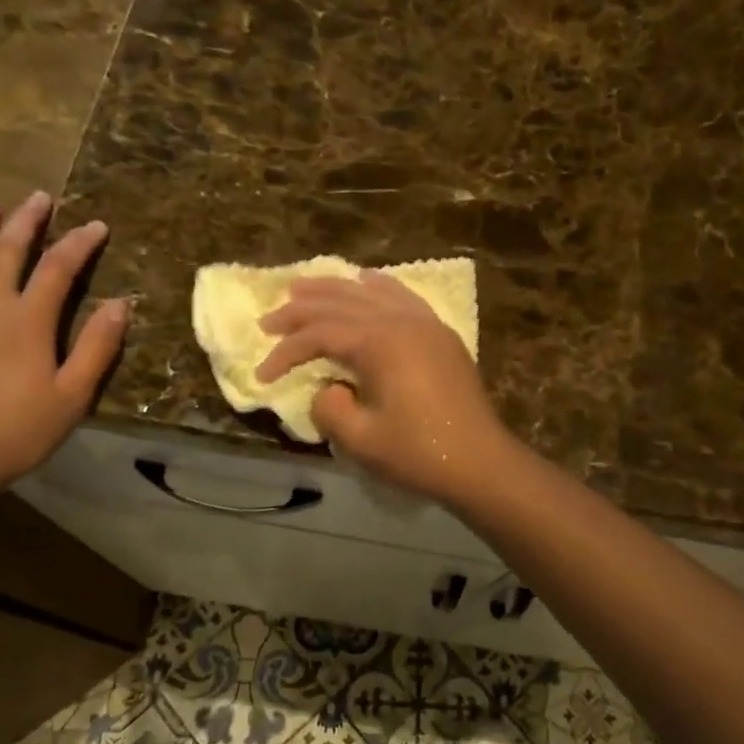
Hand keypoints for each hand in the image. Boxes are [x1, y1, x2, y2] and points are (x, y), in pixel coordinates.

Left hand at [0, 193, 127, 502]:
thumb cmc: (19, 432)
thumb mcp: (72, 396)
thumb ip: (96, 347)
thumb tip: (120, 304)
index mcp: (27, 321)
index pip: (59, 268)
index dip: (79, 244)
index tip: (97, 225)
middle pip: (8, 251)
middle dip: (26, 221)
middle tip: (38, 198)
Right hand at [256, 272, 509, 504]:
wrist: (480, 462)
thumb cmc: (419, 453)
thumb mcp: (360, 439)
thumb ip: (329, 408)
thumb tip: (327, 390)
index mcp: (380, 342)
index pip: (320, 334)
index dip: (286, 351)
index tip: (263, 375)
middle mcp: (402, 321)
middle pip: (341, 303)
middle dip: (300, 311)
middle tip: (268, 320)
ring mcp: (425, 324)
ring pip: (371, 292)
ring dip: (334, 289)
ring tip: (303, 288)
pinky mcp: (440, 336)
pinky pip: (403, 297)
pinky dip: (379, 287)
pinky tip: (367, 280)